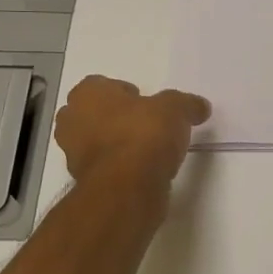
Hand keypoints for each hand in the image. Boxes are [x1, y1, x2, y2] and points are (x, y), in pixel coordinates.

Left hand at [54, 76, 211, 190]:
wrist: (128, 188)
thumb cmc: (144, 134)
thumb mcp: (176, 109)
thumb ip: (187, 104)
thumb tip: (200, 106)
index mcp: (87, 94)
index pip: (103, 85)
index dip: (126, 93)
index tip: (148, 105)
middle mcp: (72, 120)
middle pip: (95, 114)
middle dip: (117, 118)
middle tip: (146, 125)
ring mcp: (72, 154)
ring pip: (96, 141)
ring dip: (117, 144)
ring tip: (148, 151)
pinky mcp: (83, 182)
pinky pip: (104, 167)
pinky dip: (119, 167)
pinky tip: (143, 171)